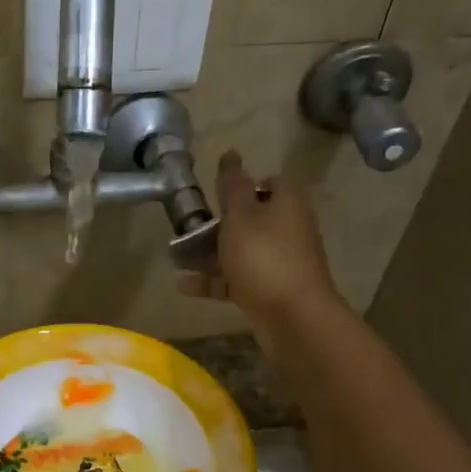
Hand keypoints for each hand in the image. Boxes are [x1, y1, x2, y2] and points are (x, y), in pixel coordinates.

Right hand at [177, 150, 337, 321]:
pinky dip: (214, 281)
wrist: (293, 316)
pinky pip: (238, 280)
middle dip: (218, 225)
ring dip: (210, 255)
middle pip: (251, 219)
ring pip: (241, 252)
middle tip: (187, 229)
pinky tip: (184, 285)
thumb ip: (232, 186)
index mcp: (287, 203)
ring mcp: (281, 263)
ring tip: (177, 259)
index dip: (242, 186)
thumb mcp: (240, 216)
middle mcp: (289, 229)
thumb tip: (231, 155)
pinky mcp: (271, 291)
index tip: (215, 195)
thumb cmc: (264, 257)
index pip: (269, 183)